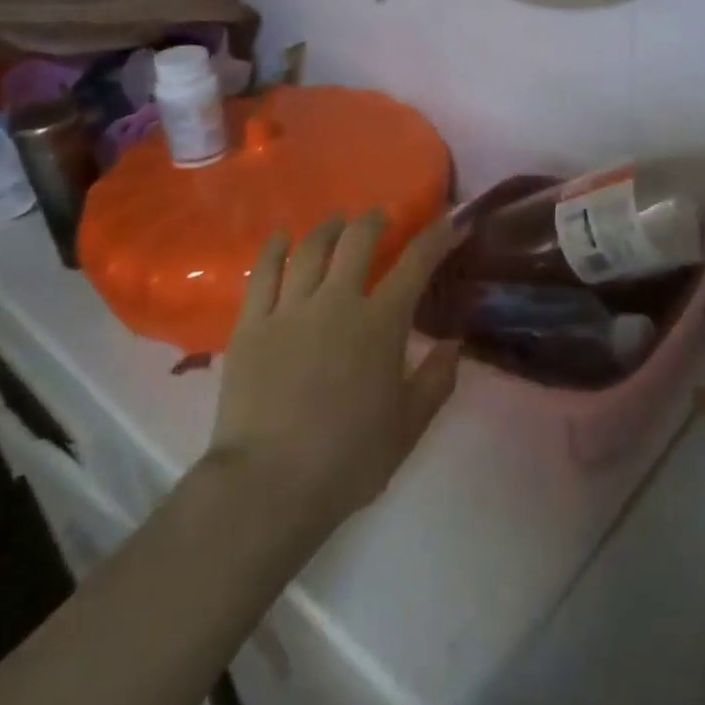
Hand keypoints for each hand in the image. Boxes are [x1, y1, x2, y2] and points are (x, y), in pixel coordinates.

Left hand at [208, 212, 464, 540]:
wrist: (269, 485)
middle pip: (357, 240)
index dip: (439, 236)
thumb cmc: (348, 459)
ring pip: (311, 248)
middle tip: (380, 218)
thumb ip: (436, 380)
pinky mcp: (251, 324)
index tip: (453, 220)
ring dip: (329, 228)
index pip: (416, 263)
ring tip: (337, 223)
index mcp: (380, 323)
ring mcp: (290, 309)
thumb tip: (454, 343)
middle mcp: (337, 302)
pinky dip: (275, 249)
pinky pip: (263, 273)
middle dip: (374, 220)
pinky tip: (282, 238)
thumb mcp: (408, 426)